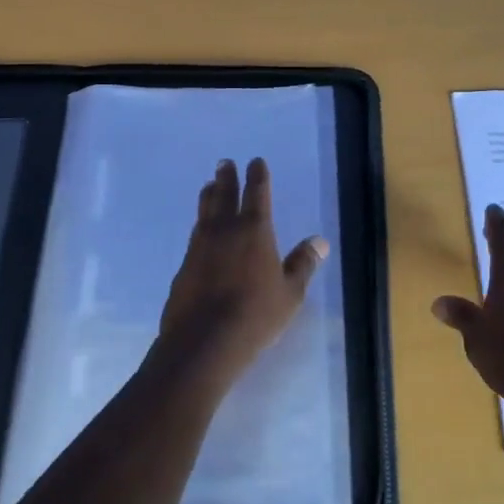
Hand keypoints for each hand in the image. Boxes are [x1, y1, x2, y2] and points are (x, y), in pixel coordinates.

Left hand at [161, 158, 327, 384]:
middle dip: (226, 177)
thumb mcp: (290, 293)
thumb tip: (320, 242)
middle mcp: (224, 230)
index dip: (257, 175)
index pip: (257, 193)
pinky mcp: (184, 266)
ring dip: (209, 196)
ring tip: (209, 186)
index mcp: (254, 230)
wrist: (203, 342)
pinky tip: (200, 231)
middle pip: (224, 195)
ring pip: (204, 211)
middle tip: (224, 163)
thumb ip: (303, 264)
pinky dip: (200, 225)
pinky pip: (195, 235)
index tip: (255, 162)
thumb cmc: (255, 315)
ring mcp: (200, 246)